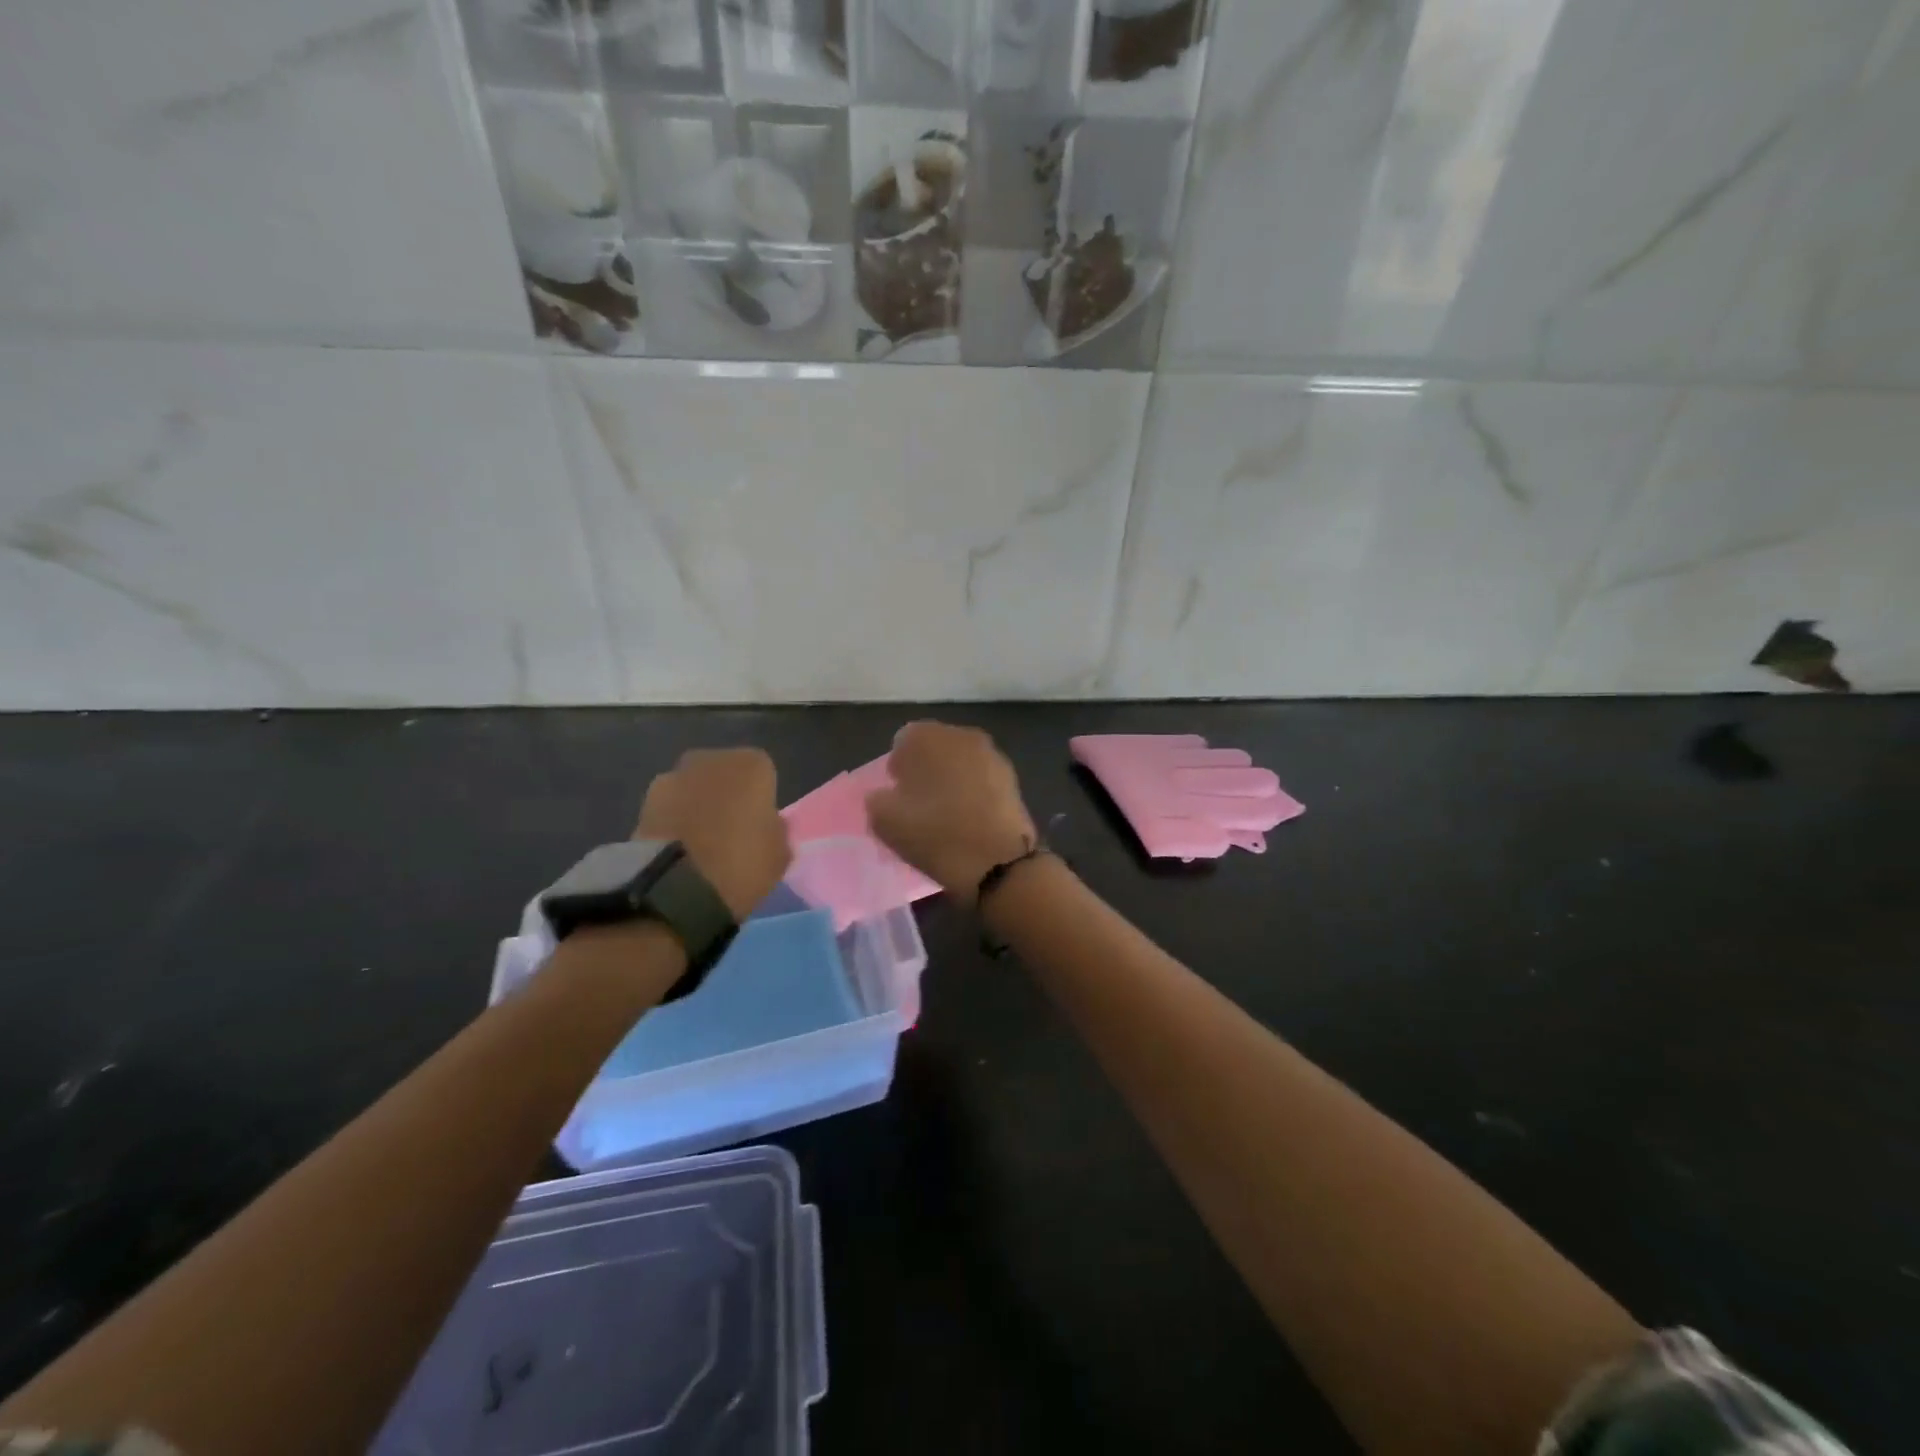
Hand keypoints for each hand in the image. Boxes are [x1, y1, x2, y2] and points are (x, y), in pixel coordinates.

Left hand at [636, 748, 791, 919]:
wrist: (675, 888)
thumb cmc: (742, 863)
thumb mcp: (780, 853)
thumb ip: (776, 830)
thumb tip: (767, 823)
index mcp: (751, 764)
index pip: (763, 774)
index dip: (761, 800)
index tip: (759, 826)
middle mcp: (710, 759)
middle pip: (724, 775)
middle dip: (726, 796)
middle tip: (730, 832)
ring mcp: (671, 778)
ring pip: (693, 790)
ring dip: (696, 807)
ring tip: (700, 846)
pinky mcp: (641, 803)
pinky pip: (669, 810)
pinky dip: (674, 823)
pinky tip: (679, 851)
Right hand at [866, 721, 1036, 902]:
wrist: (997, 862)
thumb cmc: (934, 834)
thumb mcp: (884, 821)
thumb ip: (877, 799)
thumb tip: (885, 795)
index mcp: (927, 736)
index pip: (903, 741)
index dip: (898, 767)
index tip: (897, 794)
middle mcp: (961, 735)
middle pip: (935, 747)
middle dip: (925, 768)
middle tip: (919, 803)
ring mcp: (991, 754)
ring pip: (960, 762)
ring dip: (951, 779)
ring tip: (946, 813)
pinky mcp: (1012, 778)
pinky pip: (981, 778)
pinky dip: (973, 791)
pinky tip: (969, 818)